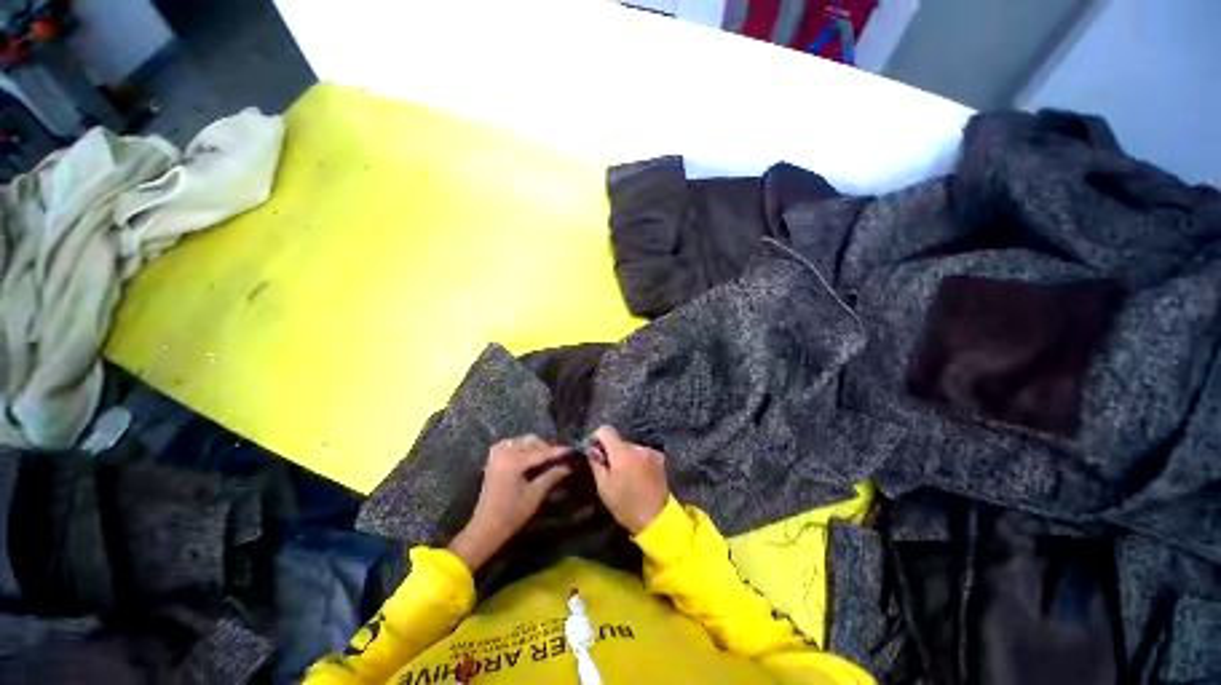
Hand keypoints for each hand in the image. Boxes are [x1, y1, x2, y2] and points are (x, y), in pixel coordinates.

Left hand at [449, 435, 571, 571]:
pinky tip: (529, 456)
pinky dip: (522, 448)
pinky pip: (511, 445)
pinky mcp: (493, 460)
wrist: (485, 528)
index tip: (572, 450)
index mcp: (513, 460)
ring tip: (546, 458)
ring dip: (534, 447)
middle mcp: (504, 452)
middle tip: (559, 458)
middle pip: (530, 442)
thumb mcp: (535, 494)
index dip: (557, 451)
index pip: (541, 452)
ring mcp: (497, 455)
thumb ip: (551, 475)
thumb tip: (567, 466)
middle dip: (546, 448)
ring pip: (521, 442)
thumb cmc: (512, 513)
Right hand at [588, 426, 669, 533]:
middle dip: (612, 451)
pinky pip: (642, 452)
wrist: (656, 518)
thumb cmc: (625, 505)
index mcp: (622, 453)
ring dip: (626, 456)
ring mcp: (650, 451)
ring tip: (627, 475)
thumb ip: (596, 463)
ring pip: (631, 447)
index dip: (597, 438)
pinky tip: (639, 476)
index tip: (596, 451)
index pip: (606, 430)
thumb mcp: (603, 487)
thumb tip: (591, 449)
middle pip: (619, 440)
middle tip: (611, 469)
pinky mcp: (659, 457)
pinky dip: (638, 460)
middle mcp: (637, 447)